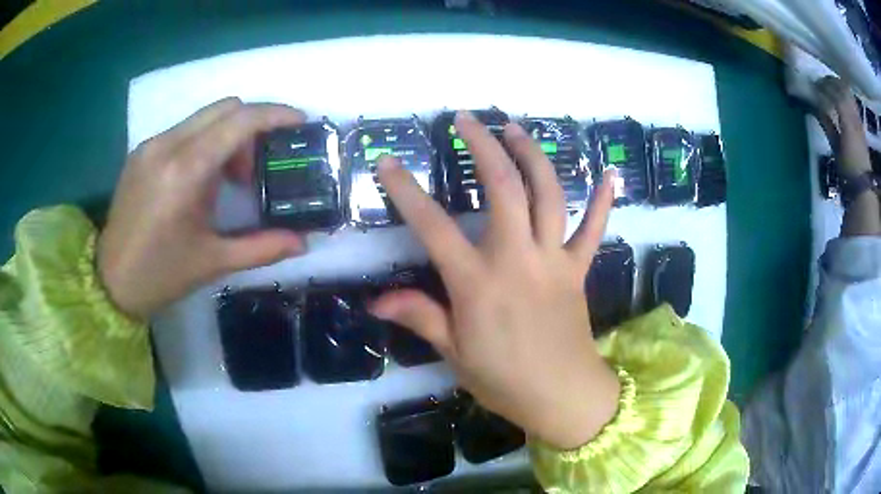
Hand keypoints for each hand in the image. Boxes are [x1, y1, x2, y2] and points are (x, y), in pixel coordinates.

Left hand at [98, 99, 306, 318]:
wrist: (110, 282)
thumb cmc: (161, 275)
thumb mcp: (214, 262)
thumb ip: (262, 248)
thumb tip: (304, 241)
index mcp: (185, 171)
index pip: (239, 121)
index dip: (275, 115)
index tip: (300, 122)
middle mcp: (167, 145)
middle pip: (225, 108)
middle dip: (252, 128)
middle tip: (255, 169)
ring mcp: (151, 145)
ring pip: (204, 117)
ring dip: (227, 136)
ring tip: (226, 181)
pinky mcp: (141, 151)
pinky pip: (184, 130)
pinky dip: (204, 143)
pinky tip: (199, 180)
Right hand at [371, 112, 620, 449]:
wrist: (563, 396)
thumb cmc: (504, 380)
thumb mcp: (455, 353)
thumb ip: (420, 317)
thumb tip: (375, 301)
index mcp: (479, 284)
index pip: (434, 227)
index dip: (407, 192)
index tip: (388, 163)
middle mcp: (518, 260)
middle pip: (504, 189)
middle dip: (483, 147)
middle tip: (467, 119)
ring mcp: (554, 260)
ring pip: (549, 195)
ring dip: (533, 156)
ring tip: (516, 128)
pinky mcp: (579, 269)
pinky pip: (594, 229)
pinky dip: (603, 200)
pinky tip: (608, 173)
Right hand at [814, 76, 871, 177]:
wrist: (863, 186)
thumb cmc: (848, 169)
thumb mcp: (836, 148)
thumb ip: (827, 124)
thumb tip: (816, 106)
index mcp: (847, 121)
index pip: (835, 93)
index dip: (824, 86)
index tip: (814, 84)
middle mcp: (853, 116)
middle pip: (842, 89)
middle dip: (831, 82)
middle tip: (821, 81)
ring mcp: (858, 119)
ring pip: (848, 93)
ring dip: (839, 86)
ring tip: (830, 85)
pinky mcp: (860, 125)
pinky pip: (852, 102)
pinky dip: (845, 95)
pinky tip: (841, 97)